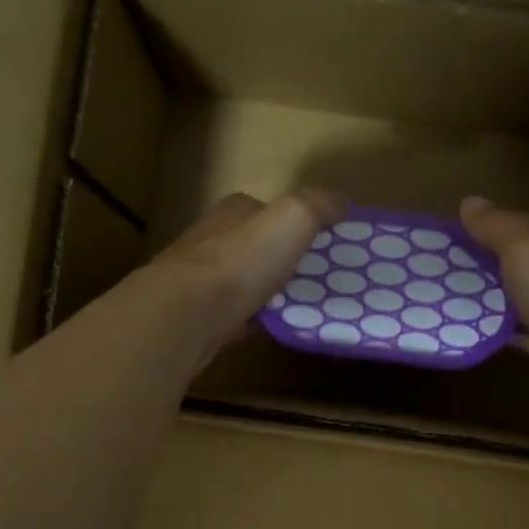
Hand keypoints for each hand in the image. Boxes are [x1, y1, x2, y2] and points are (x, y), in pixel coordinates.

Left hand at [143, 190, 343, 366]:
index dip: (293, 223)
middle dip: (279, 259)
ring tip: (298, 304)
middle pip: (253, 246)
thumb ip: (318, 206)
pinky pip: (233, 313)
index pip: (265, 210)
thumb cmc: (241, 262)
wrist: (186, 314)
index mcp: (233, 212)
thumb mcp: (292, 220)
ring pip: (241, 281)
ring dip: (264, 290)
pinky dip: (251, 318)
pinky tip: (269, 328)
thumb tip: (342, 200)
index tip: (319, 243)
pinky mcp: (195, 314)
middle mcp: (211, 239)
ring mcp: (199, 279)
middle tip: (315, 278)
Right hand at [459, 195, 528, 416]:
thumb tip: (469, 201)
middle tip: (436, 277)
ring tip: (451, 306)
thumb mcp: (523, 248)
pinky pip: (525, 331)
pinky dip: (506, 330)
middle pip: (512, 261)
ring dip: (491, 298)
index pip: (508, 226)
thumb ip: (496, 226)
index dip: (476, 231)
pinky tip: (483, 335)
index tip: (438, 243)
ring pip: (518, 296)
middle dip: (480, 265)